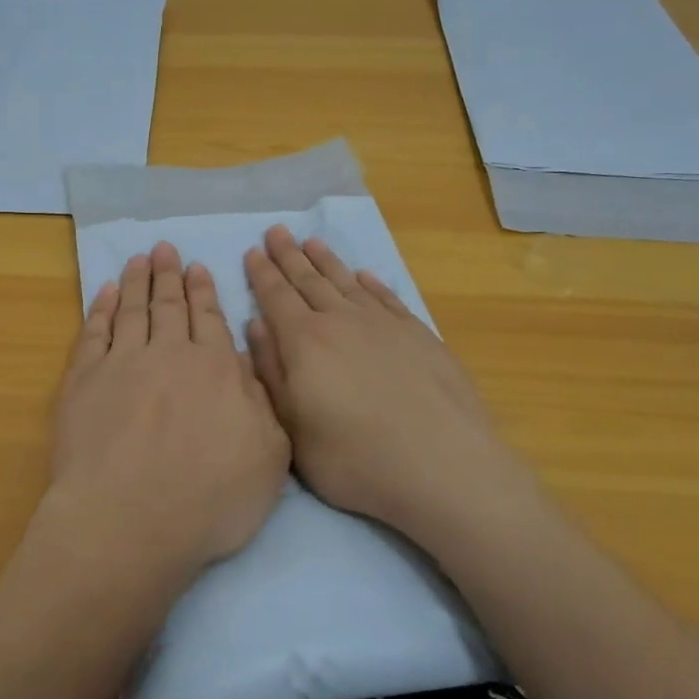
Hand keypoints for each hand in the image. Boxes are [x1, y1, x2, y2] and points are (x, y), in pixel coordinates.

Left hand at [35, 241, 290, 594]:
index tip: (197, 268)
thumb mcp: (268, 458)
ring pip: (132, 309)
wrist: (128, 521)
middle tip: (165, 248)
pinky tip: (105, 292)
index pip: (209, 319)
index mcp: (215, 370)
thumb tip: (246, 362)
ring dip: (137, 280)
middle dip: (169, 275)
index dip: (203, 292)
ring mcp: (122, 363)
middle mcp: (168, 354)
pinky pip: (94, 332)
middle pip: (169, 306)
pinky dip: (101, 308)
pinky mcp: (83, 380)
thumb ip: (263, 404)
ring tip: (139, 257)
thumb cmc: (208, 500)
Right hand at [243, 226, 530, 532]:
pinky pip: (387, 298)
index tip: (253, 250)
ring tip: (312, 241)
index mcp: (305, 342)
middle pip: (309, 280)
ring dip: (327, 261)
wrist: (445, 468)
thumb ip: (271, 373)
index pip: (276, 296)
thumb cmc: (356, 459)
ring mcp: (384, 325)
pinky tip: (364, 275)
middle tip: (277, 230)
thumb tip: (255, 326)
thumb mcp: (294, 429)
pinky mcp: (419, 336)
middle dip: (289, 255)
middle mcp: (342, 322)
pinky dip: (371, 283)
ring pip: (347, 282)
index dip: (262, 273)